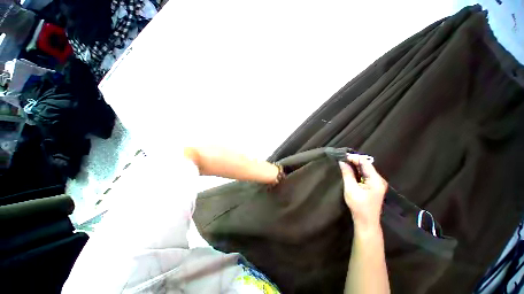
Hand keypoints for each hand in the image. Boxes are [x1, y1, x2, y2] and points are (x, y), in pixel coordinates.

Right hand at [339, 154, 387, 229]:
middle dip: (354, 161)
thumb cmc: (358, 205)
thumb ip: (347, 173)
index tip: (342, 156)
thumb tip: (342, 162)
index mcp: (376, 179)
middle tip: (341, 159)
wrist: (366, 221)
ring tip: (343, 163)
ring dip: (355, 166)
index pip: (365, 162)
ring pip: (365, 170)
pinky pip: (365, 175)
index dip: (354, 158)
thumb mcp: (351, 188)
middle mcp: (379, 179)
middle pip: (366, 165)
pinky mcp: (373, 187)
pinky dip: (357, 172)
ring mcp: (377, 183)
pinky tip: (349, 171)